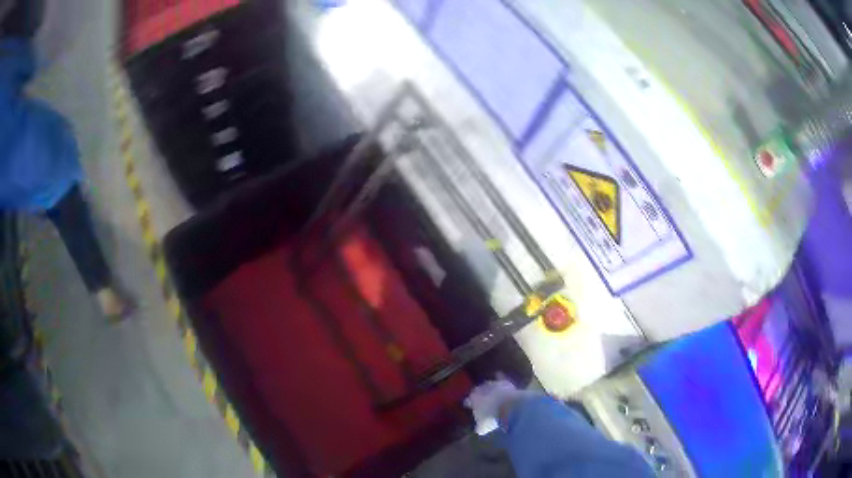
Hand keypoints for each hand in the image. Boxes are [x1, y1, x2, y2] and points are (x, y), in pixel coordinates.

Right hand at [464, 378, 532, 434]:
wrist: (509, 407)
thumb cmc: (493, 417)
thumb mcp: (484, 427)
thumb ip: (479, 426)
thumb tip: (478, 428)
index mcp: (472, 399)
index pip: (467, 400)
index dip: (468, 403)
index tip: (467, 405)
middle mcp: (480, 389)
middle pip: (477, 390)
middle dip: (477, 393)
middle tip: (479, 397)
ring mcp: (493, 384)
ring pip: (487, 383)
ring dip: (487, 386)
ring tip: (487, 389)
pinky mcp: (504, 382)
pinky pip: (500, 377)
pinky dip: (499, 376)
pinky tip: (498, 373)